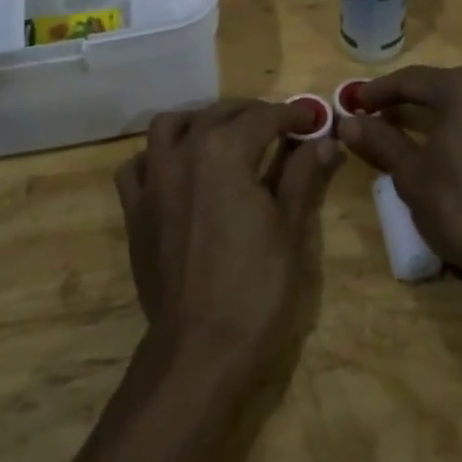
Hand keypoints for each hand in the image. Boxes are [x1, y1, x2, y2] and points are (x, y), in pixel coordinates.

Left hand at [115, 100, 343, 378]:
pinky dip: (156, 156)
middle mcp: (183, 155)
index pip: (264, 118)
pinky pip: (137, 166)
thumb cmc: (256, 287)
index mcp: (225, 153)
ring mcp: (153, 182)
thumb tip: (325, 140)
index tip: (313, 117)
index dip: (293, 114)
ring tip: (223, 134)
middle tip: (279, 126)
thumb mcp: (290, 227)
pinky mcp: (135, 212)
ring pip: (169, 127)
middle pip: (218, 115)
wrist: (200, 348)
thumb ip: (303, 175)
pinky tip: (176, 168)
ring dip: (198, 121)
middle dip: (251, 113)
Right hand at [337, 64, 461, 300]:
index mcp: (461, 88)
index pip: (411, 81)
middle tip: (396, 115)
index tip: (359, 103)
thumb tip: (347, 121)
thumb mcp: (411, 177)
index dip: (381, 91)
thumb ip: (381, 141)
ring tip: (452, 114)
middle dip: (422, 95)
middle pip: (452, 80)